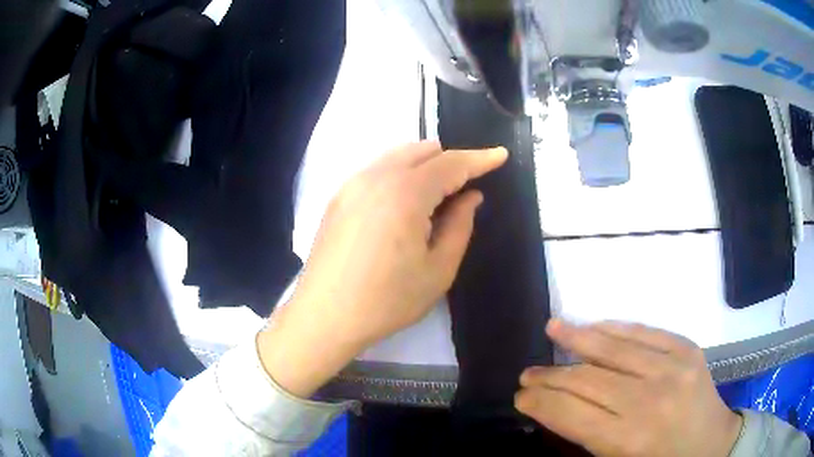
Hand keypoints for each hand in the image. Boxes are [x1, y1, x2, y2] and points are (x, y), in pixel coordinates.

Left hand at [258, 141, 507, 396]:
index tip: (500, 154)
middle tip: (467, 185)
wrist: (325, 316)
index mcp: (405, 193)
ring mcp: (352, 184)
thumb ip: (460, 226)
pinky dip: (401, 174)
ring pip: (398, 156)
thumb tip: (471, 197)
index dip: (479, 158)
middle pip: (423, 151)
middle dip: (451, 160)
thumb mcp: (438, 270)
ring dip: (425, 165)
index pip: (451, 163)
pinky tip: (404, 203)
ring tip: (438, 195)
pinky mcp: (339, 196)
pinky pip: (378, 170)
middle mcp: (376, 176)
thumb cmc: (387, 300)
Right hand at [516, 320, 742, 456]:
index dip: (541, 402)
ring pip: (614, 347)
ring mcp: (672, 368)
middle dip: (550, 376)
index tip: (521, 396)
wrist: (712, 446)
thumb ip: (589, 437)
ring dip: (578, 338)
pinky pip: (645, 332)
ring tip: (553, 328)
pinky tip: (596, 326)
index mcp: (627, 440)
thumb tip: (556, 408)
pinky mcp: (687, 349)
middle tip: (527, 372)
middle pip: (587, 380)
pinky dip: (616, 328)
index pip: (570, 413)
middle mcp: (648, 401)